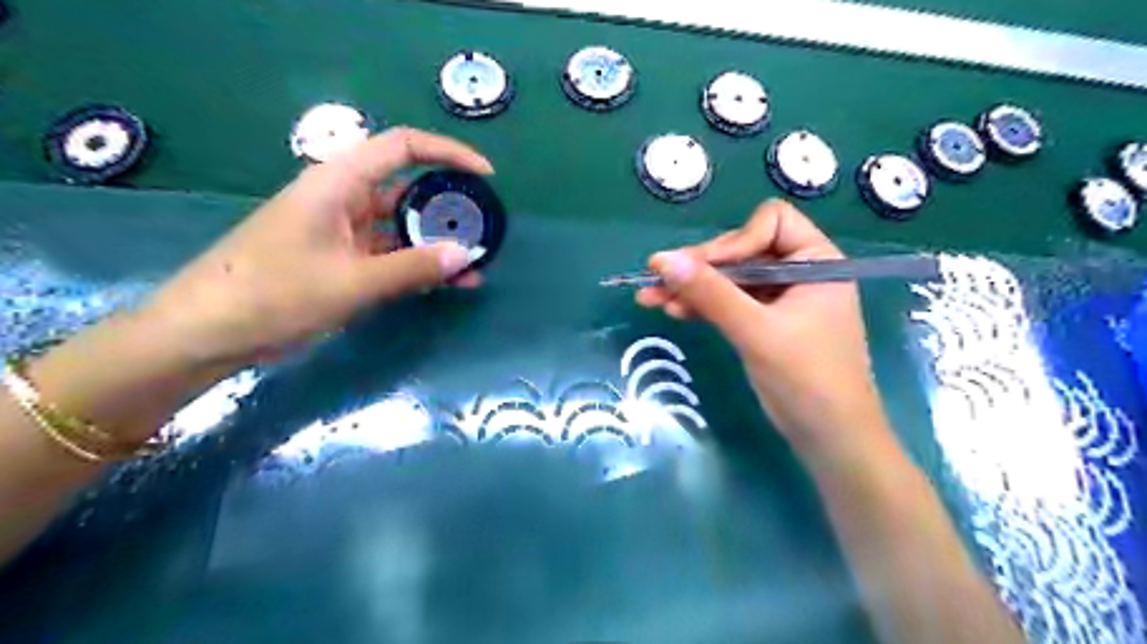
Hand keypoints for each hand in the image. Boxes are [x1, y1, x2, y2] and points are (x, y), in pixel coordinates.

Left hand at [143, 126, 492, 367]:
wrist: (209, 332)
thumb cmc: (274, 294)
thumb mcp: (352, 283)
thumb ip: (413, 268)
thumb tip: (467, 256)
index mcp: (339, 183)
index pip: (403, 147)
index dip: (449, 152)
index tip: (486, 175)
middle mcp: (343, 198)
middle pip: (408, 187)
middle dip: (449, 205)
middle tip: (485, 227)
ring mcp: (343, 230)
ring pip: (402, 226)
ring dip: (437, 242)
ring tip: (476, 262)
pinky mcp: (342, 258)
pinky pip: (390, 253)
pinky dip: (418, 264)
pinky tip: (447, 282)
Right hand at [641, 198, 890, 458]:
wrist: (829, 439)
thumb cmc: (806, 379)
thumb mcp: (755, 331)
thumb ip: (710, 293)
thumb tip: (663, 260)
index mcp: (816, 261)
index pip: (771, 223)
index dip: (735, 241)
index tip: (703, 269)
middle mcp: (799, 272)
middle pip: (742, 250)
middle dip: (700, 267)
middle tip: (656, 279)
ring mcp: (781, 298)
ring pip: (730, 279)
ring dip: (693, 287)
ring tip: (650, 297)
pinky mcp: (765, 321)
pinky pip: (730, 302)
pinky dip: (703, 305)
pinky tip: (673, 310)